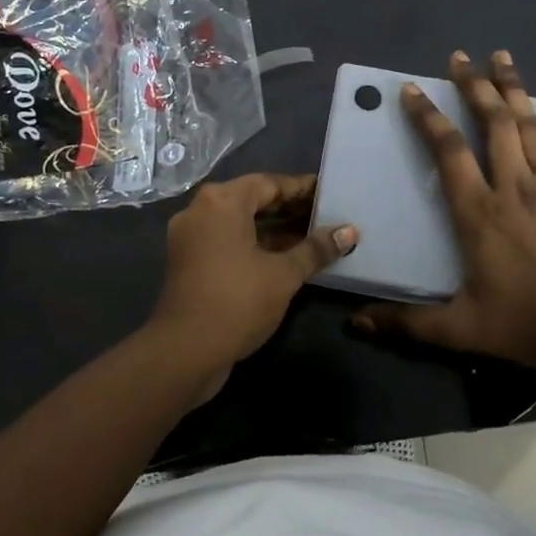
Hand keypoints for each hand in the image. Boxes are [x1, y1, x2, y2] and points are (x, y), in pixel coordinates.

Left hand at [147, 173, 358, 401]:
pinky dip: (255, 245)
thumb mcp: (284, 274)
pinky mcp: (189, 261)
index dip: (302, 189)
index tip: (330, 193)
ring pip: (240, 223)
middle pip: (252, 200)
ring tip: (313, 238)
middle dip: (289, 209)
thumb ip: (316, 249)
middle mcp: (201, 210)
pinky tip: (286, 258)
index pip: (269, 183)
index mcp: (222, 201)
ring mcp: (191, 237)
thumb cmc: (238, 301)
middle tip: (326, 216)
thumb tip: (350, 231)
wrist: (184, 352)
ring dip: (274, 230)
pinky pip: (228, 241)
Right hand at [353, 51, 535, 370]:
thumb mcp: (458, 328)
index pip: (448, 152)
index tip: (412, 90)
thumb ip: (406, 323)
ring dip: (514, 88)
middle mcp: (513, 187)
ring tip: (501, 56)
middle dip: (474, 86)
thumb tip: (356, 322)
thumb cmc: (523, 323)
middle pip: (492, 124)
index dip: (428, 118)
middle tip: (459, 57)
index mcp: (479, 212)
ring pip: (529, 126)